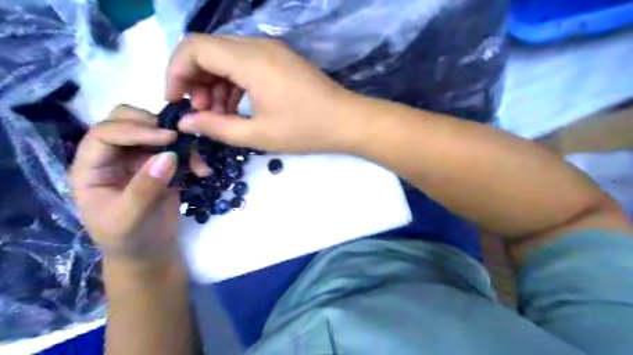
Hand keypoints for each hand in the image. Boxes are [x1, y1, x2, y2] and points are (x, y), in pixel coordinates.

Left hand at [70, 107, 209, 264]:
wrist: (149, 250)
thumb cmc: (128, 238)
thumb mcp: (129, 218)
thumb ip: (145, 187)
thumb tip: (168, 155)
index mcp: (92, 167)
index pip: (105, 133)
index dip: (135, 130)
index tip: (168, 138)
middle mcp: (114, 157)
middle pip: (126, 120)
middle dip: (154, 124)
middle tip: (178, 138)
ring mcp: (139, 159)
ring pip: (155, 132)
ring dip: (179, 142)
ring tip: (197, 164)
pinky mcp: (162, 166)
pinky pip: (176, 149)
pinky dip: (191, 156)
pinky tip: (202, 171)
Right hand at [165, 33, 363, 154]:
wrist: (347, 121)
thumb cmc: (306, 130)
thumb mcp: (259, 134)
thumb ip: (217, 127)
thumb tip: (185, 122)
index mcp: (251, 61)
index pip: (194, 48)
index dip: (176, 72)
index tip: (176, 101)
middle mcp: (258, 46)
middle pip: (208, 49)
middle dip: (195, 80)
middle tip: (202, 113)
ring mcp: (272, 50)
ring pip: (226, 57)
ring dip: (215, 83)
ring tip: (220, 115)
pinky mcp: (281, 59)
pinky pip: (246, 63)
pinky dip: (234, 82)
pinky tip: (238, 106)